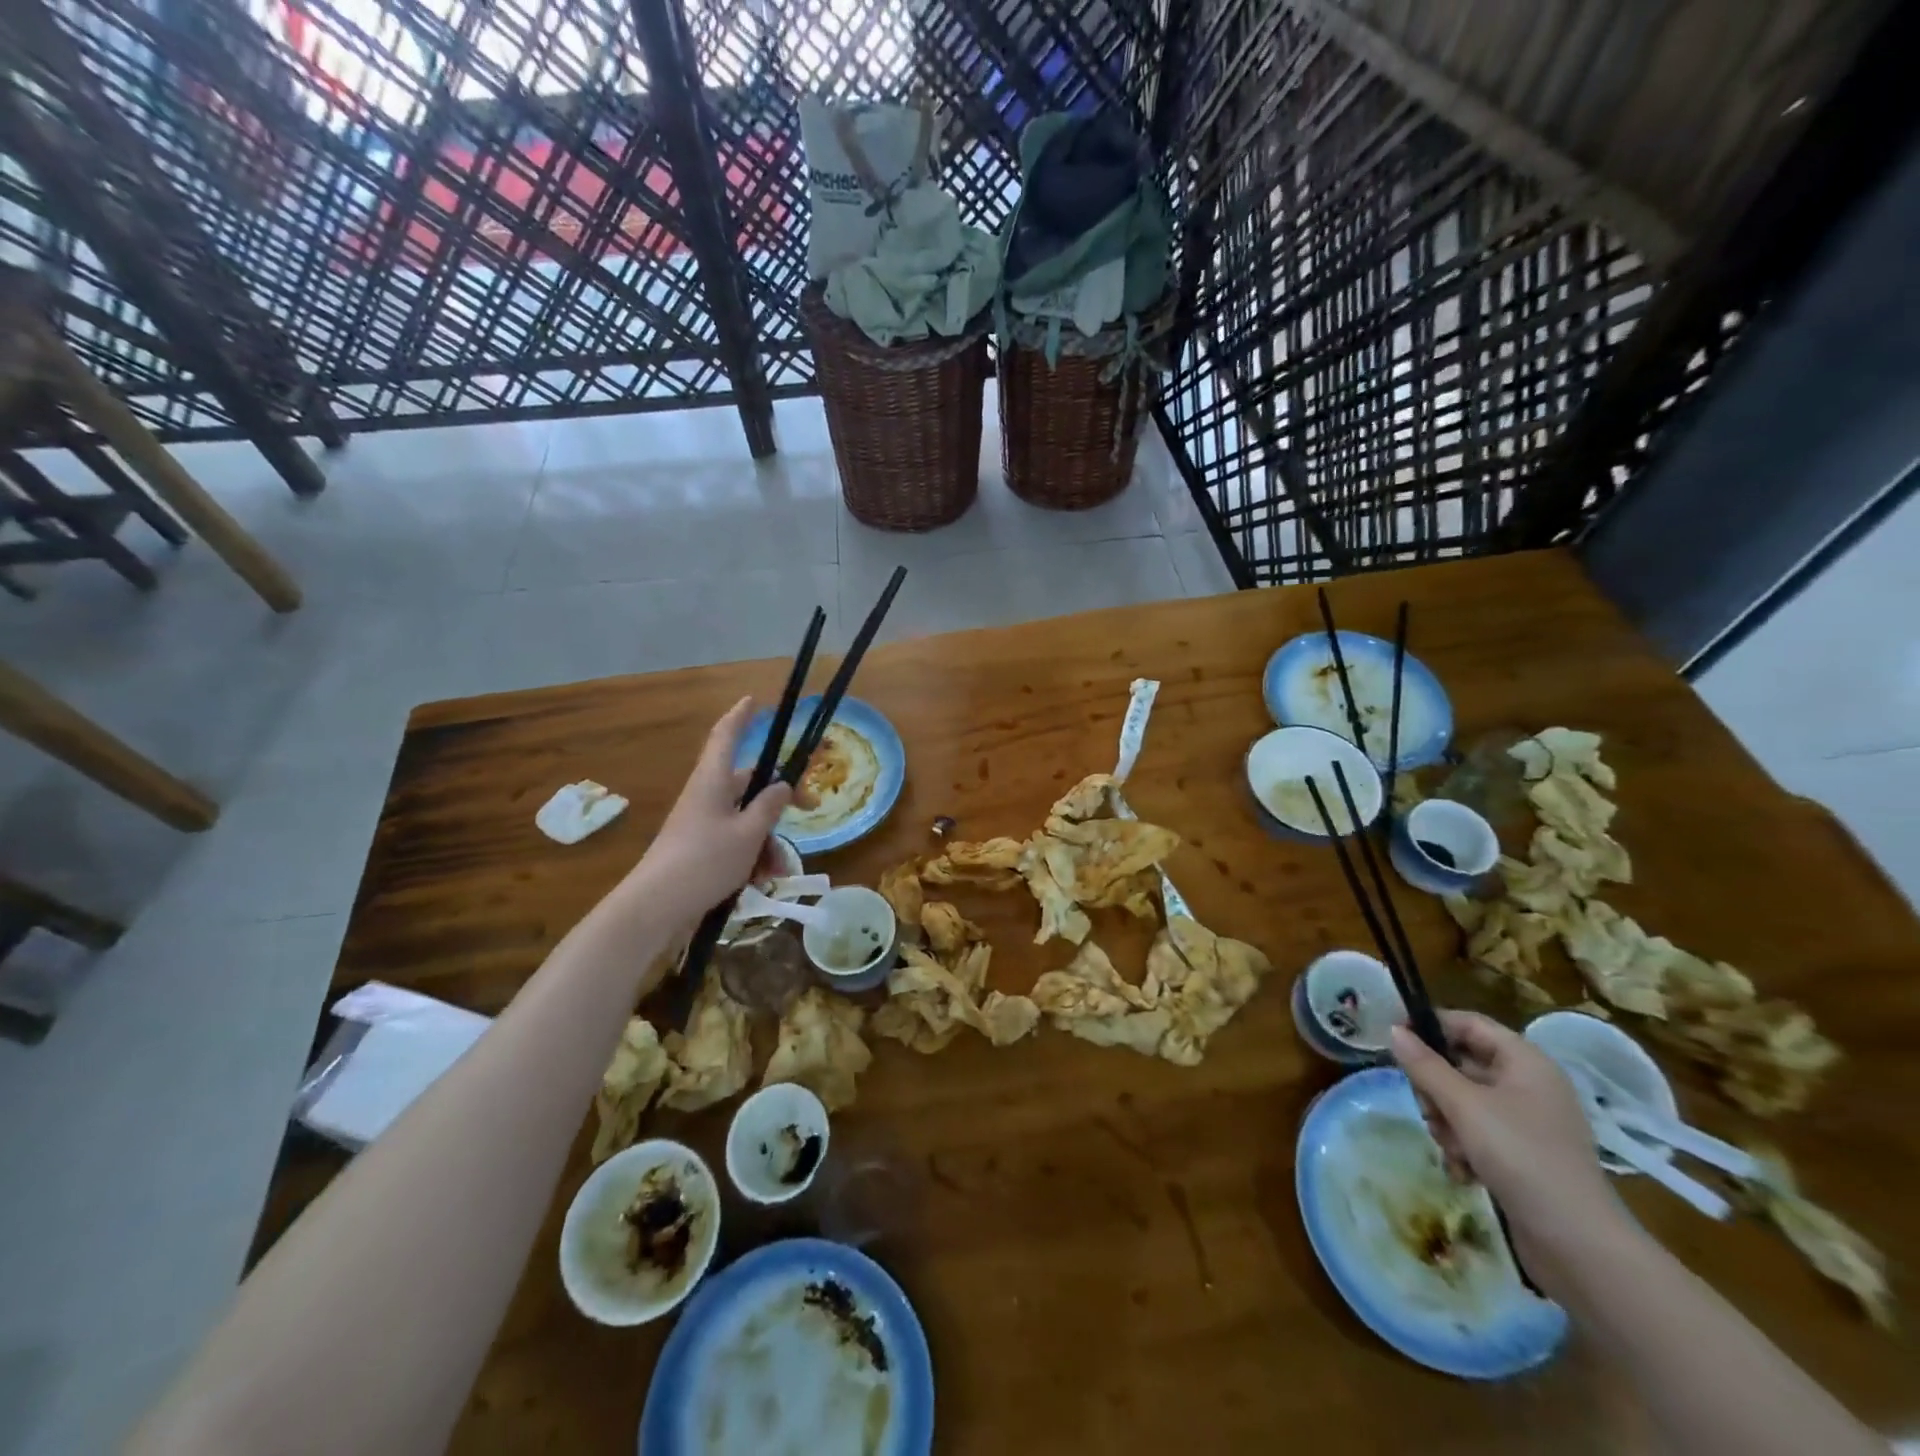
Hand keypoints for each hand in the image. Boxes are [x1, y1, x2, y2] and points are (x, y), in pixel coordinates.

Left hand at [635, 698, 792, 917]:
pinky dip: (753, 858)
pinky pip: (736, 843)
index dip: (741, 717)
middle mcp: (707, 796)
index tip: (753, 701)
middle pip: (749, 785)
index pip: (726, 736)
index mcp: (713, 781)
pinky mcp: (701, 850)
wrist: (657, 906)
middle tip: (812, 807)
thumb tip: (782, 784)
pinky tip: (762, 882)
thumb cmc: (705, 861)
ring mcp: (703, 824)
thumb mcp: (748, 833)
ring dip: (769, 841)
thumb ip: (770, 807)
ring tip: (777, 870)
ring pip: (747, 820)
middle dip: (780, 801)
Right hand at [1391, 1010, 1628, 1293]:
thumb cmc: (1521, 1156)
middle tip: (1426, 1108)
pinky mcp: (1523, 1155)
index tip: (1394, 1038)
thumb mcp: (1464, 1105)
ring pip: (1464, 1101)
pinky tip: (1462, 1170)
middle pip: (1462, 1064)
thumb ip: (1424, 1065)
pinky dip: (1463, 1146)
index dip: (1430, 1025)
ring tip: (1451, 1147)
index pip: (1468, 1024)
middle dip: (1436, 1087)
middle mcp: (1528, 1085)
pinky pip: (1478, 1132)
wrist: (1579, 1245)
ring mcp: (1527, 1122)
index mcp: (1525, 1062)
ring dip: (1446, 1121)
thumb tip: (1393, 1030)